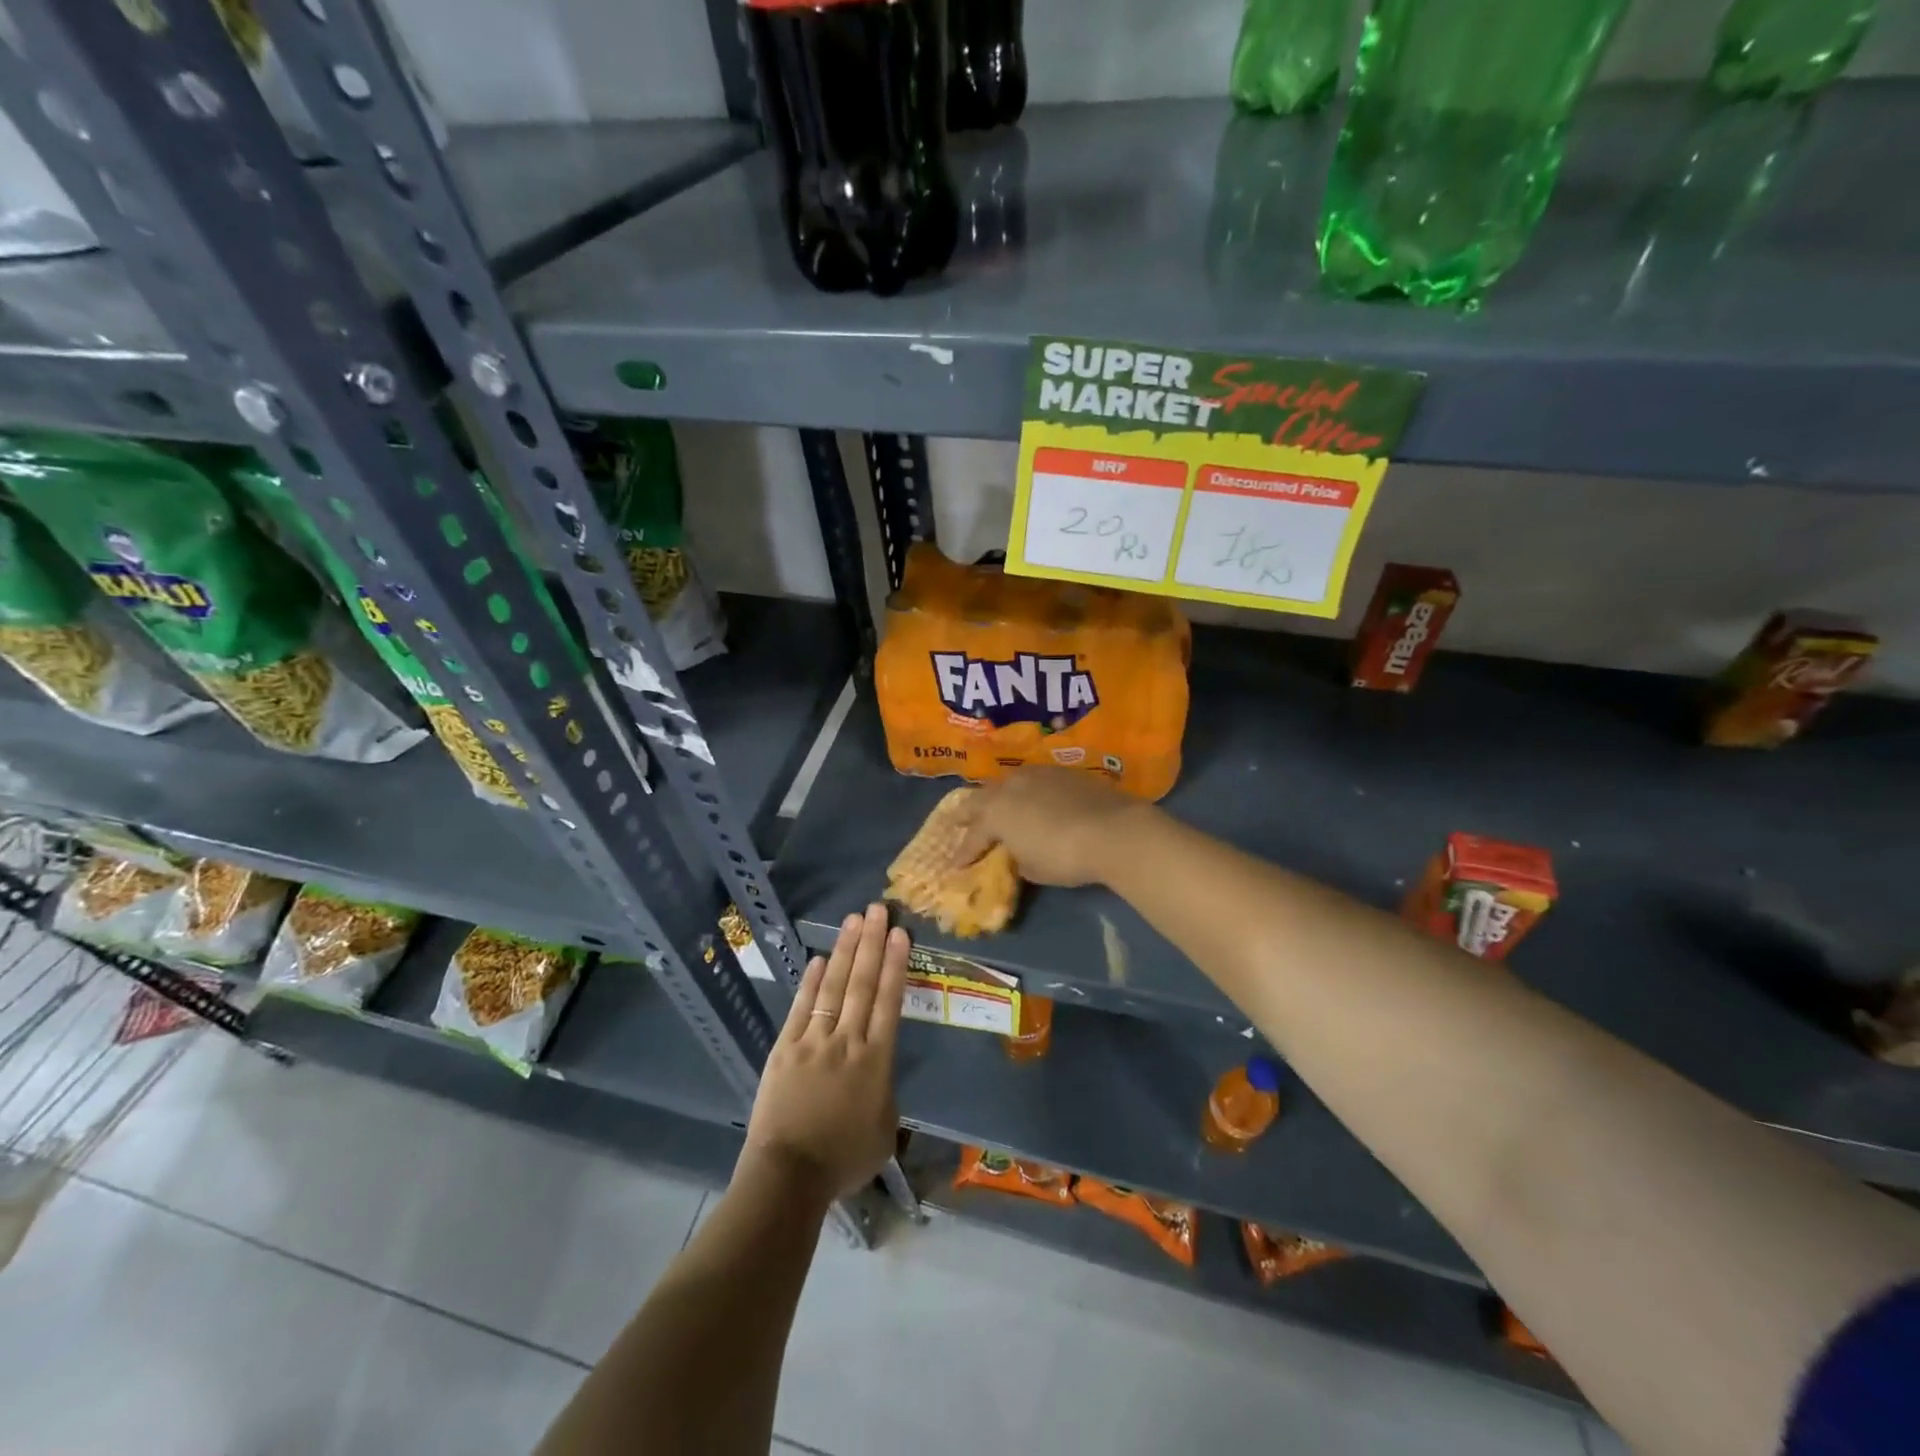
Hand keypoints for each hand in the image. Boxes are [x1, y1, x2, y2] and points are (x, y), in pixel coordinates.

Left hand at [741, 903, 907, 1204]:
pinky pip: (801, 1007)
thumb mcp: (884, 1131)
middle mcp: (848, 1041)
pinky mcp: (785, 1047)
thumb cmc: (843, 1159)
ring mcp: (814, 1041)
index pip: (889, 1001)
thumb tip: (879, 1074)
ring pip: (833, 987)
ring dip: (844, 951)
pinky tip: (817, 959)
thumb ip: (885, 1094)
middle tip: (877, 910)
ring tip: (853, 921)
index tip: (899, 933)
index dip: (894, 964)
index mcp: (877, 1061)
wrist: (789, 1175)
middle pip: (862, 984)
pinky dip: (810, 981)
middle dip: (871, 943)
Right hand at [955, 768, 1152, 886]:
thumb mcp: (1034, 869)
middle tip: (958, 822)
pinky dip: (1026, 791)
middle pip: (980, 798)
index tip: (955, 865)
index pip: (973, 835)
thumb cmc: (1065, 857)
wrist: (1113, 830)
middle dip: (968, 813)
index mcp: (996, 813)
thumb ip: (1018, 858)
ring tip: (995, 804)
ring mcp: (1037, 774)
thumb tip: (1018, 853)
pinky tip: (1032, 798)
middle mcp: (1010, 787)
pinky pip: (1034, 779)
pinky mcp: (1063, 772)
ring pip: (1007, 782)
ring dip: (998, 796)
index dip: (964, 852)